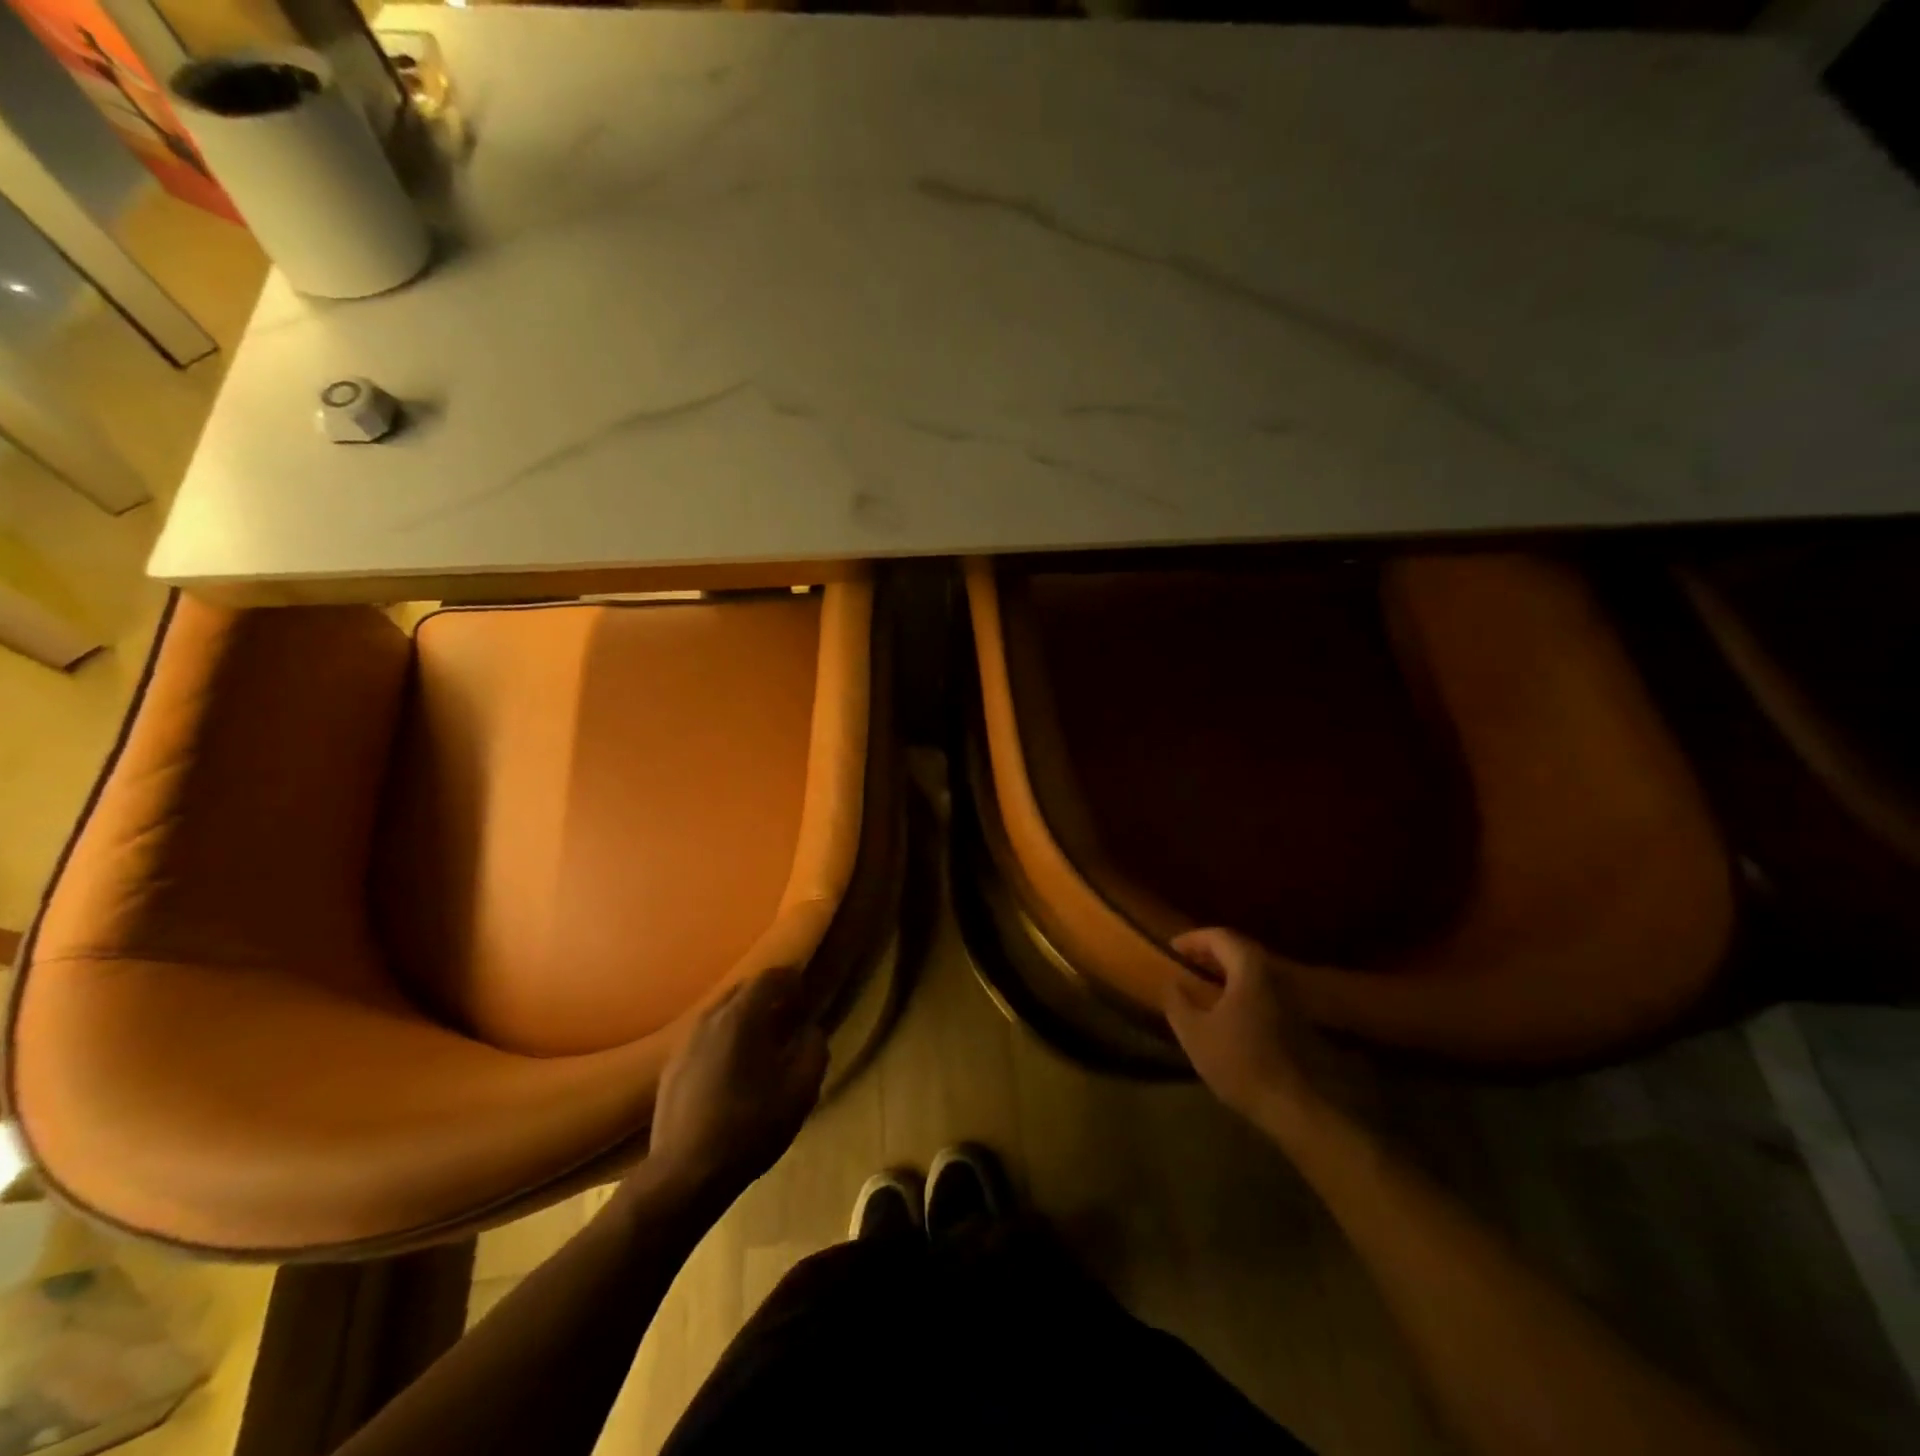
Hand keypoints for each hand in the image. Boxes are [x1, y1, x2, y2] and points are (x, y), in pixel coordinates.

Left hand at [640, 967, 828, 1204]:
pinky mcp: (671, 1066)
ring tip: (763, 1041)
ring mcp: (685, 1041)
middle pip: (742, 989)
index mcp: (741, 1016)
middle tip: (789, 1015)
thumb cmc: (750, 1127)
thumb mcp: (800, 1090)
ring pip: (721, 1012)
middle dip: (768, 995)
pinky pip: (705, 1036)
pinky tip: (733, 1066)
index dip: (792, 980)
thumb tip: (811, 1030)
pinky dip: (724, 1037)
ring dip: (744, 1016)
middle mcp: (710, 1018)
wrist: (685, 1174)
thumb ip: (814, 1049)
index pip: (770, 977)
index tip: (806, 996)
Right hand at [1165, 928, 1332, 1138]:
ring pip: (1250, 969)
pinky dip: (1236, 985)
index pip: (1220, 937)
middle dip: (1208, 951)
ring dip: (1223, 969)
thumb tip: (1171, 980)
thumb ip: (1177, 1000)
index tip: (1171, 949)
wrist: (1289, 1104)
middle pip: (1238, 949)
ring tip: (1198, 980)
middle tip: (1184, 961)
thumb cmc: (1237, 1061)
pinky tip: (1221, 1005)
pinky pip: (1258, 987)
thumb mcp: (1193, 1031)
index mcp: (1249, 970)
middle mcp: (1271, 975)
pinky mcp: (1290, 1017)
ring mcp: (1285, 997)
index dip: (1193, 939)